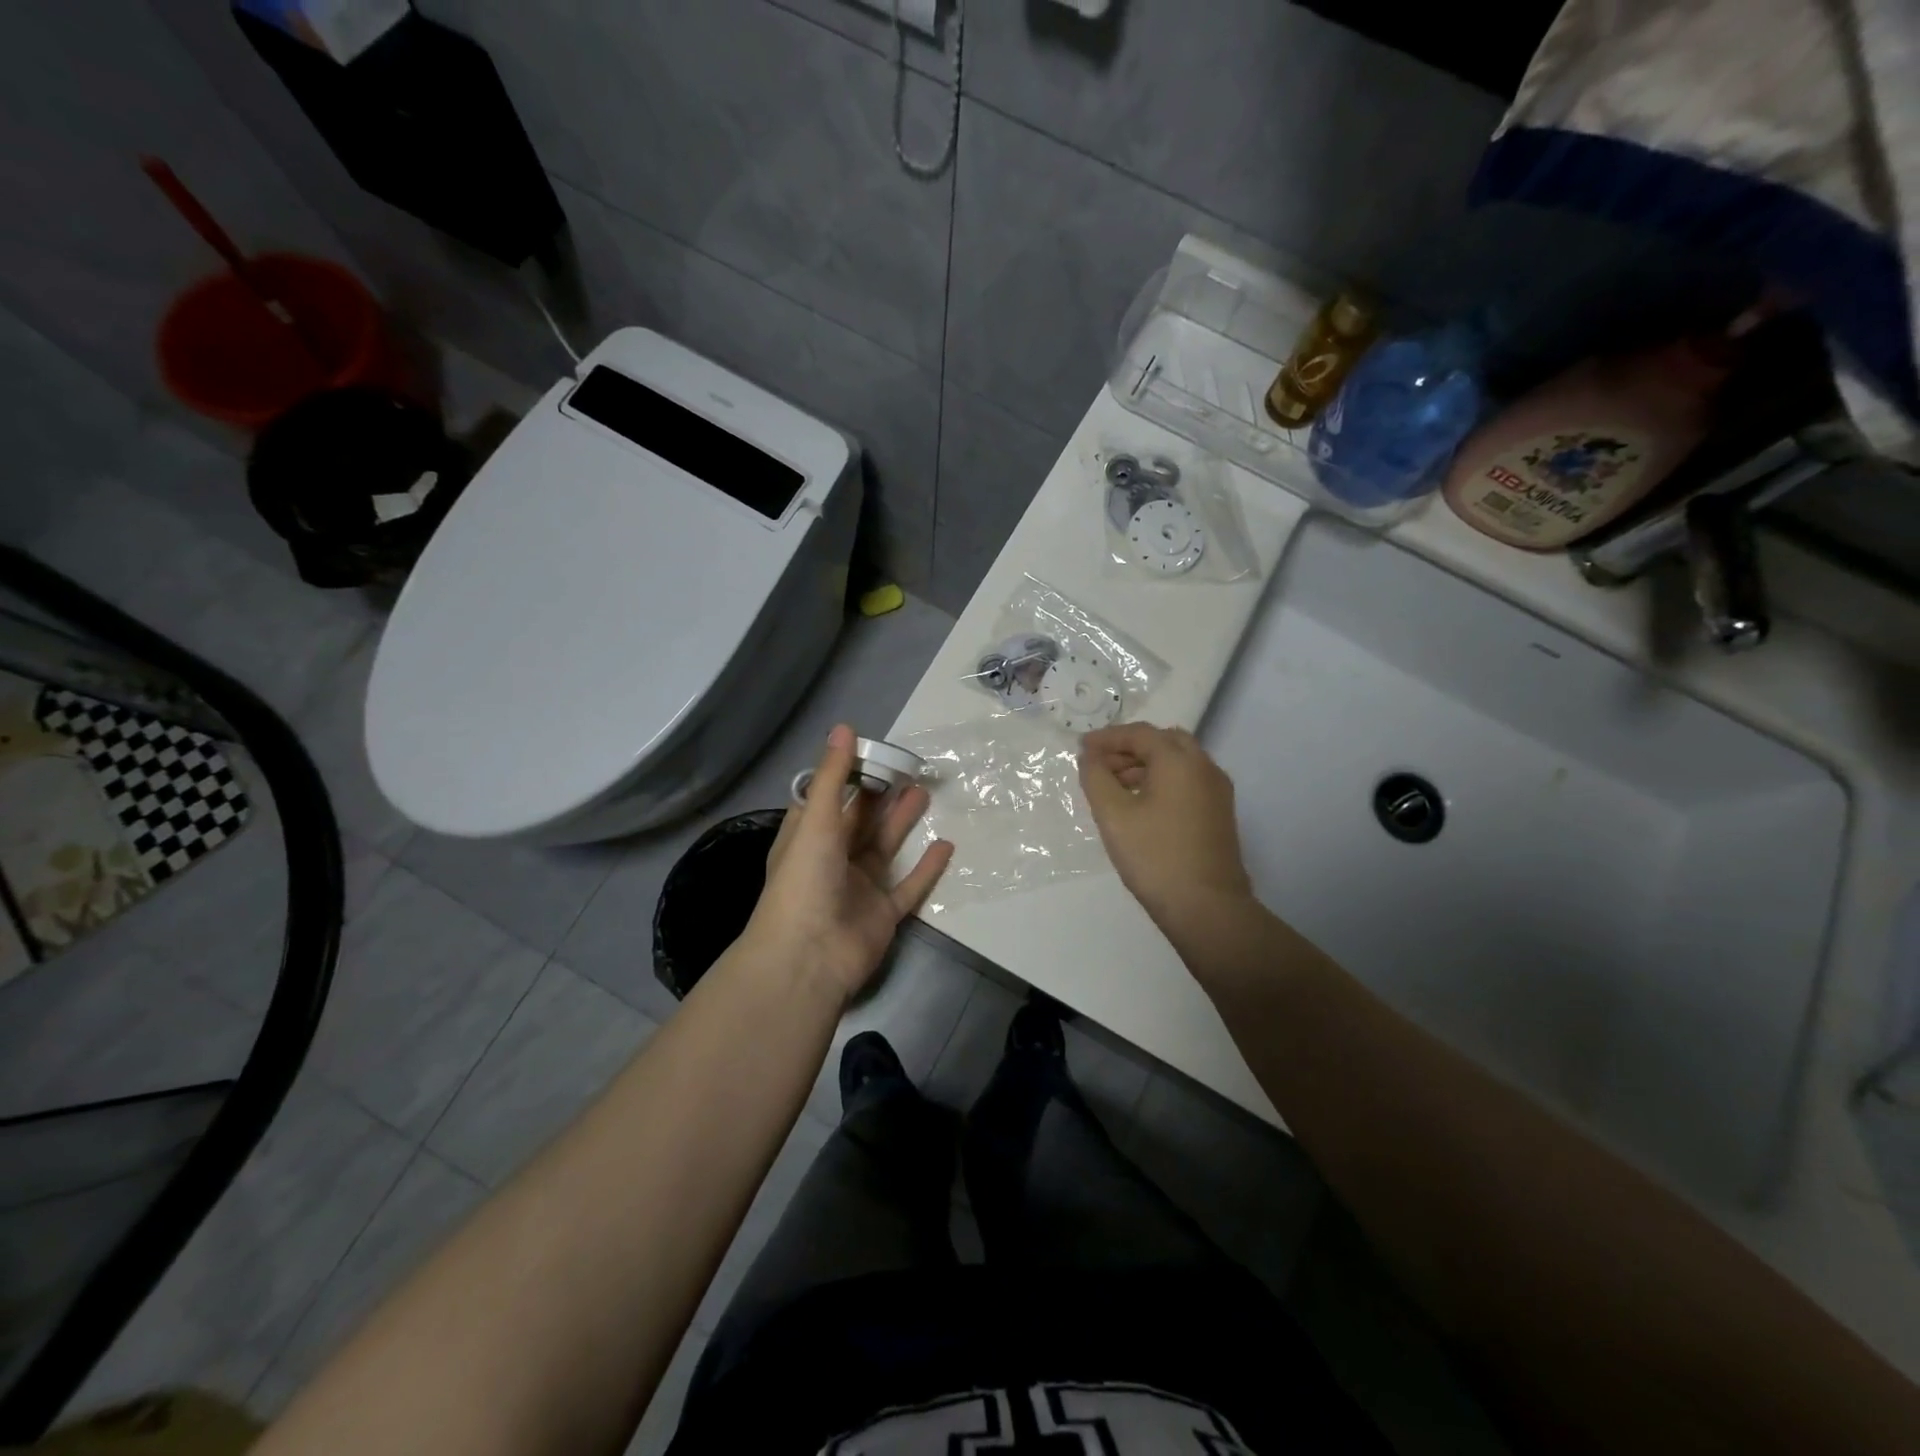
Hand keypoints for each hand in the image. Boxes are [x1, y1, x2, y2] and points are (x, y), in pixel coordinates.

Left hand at [742, 724, 952, 1005]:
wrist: (808, 958)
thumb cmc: (804, 881)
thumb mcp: (816, 821)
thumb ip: (833, 776)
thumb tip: (844, 727)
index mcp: (808, 838)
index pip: (830, 798)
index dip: (850, 775)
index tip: (876, 751)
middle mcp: (832, 860)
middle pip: (861, 820)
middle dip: (883, 795)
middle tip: (910, 768)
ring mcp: (859, 888)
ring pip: (885, 848)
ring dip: (903, 822)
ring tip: (926, 793)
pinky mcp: (883, 914)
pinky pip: (909, 886)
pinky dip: (926, 868)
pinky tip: (946, 845)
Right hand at [1080, 724, 1252, 924]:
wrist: (1207, 907)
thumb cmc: (1155, 857)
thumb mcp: (1113, 816)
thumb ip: (1095, 778)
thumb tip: (1089, 758)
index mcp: (1180, 761)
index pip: (1140, 734)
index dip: (1107, 738)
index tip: (1081, 748)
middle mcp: (1205, 768)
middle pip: (1164, 742)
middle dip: (1129, 748)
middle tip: (1099, 764)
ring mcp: (1217, 792)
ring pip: (1178, 762)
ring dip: (1145, 765)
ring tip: (1113, 786)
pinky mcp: (1219, 814)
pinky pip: (1187, 782)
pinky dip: (1162, 781)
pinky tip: (1140, 805)